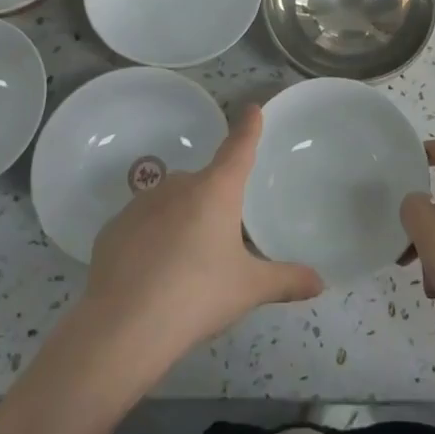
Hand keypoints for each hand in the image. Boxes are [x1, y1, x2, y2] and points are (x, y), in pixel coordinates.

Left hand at [84, 105, 322, 365]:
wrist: (123, 325)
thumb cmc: (196, 296)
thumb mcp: (248, 289)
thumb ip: (285, 280)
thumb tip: (321, 282)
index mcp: (216, 190)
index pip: (238, 148)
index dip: (248, 128)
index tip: (252, 108)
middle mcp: (179, 185)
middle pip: (204, 183)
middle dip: (213, 204)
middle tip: (219, 243)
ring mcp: (141, 204)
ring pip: (171, 204)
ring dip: (180, 221)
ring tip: (184, 266)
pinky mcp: (113, 228)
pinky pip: (142, 226)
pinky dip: (150, 241)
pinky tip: (152, 275)